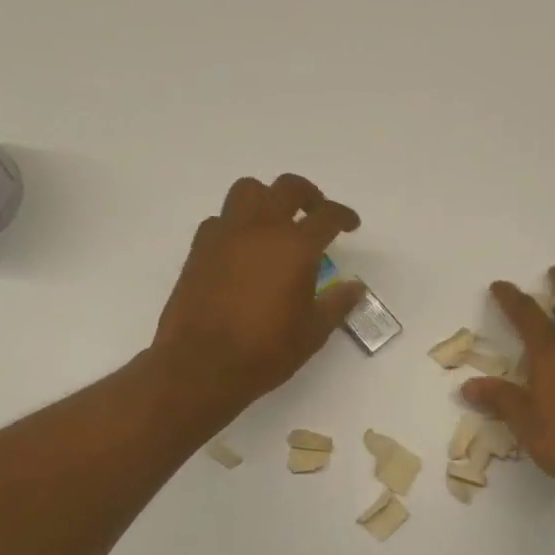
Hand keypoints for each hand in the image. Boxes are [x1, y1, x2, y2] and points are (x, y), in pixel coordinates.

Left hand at [152, 174, 363, 410]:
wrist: (200, 366)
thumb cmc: (265, 351)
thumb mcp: (312, 333)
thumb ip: (336, 304)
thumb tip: (355, 287)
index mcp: (295, 247)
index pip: (327, 216)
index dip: (344, 216)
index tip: (350, 225)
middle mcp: (261, 229)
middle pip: (287, 188)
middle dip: (308, 195)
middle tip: (316, 214)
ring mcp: (225, 235)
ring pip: (248, 191)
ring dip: (268, 198)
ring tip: (276, 223)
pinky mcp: (199, 248)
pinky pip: (221, 219)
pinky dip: (237, 223)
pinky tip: (243, 248)